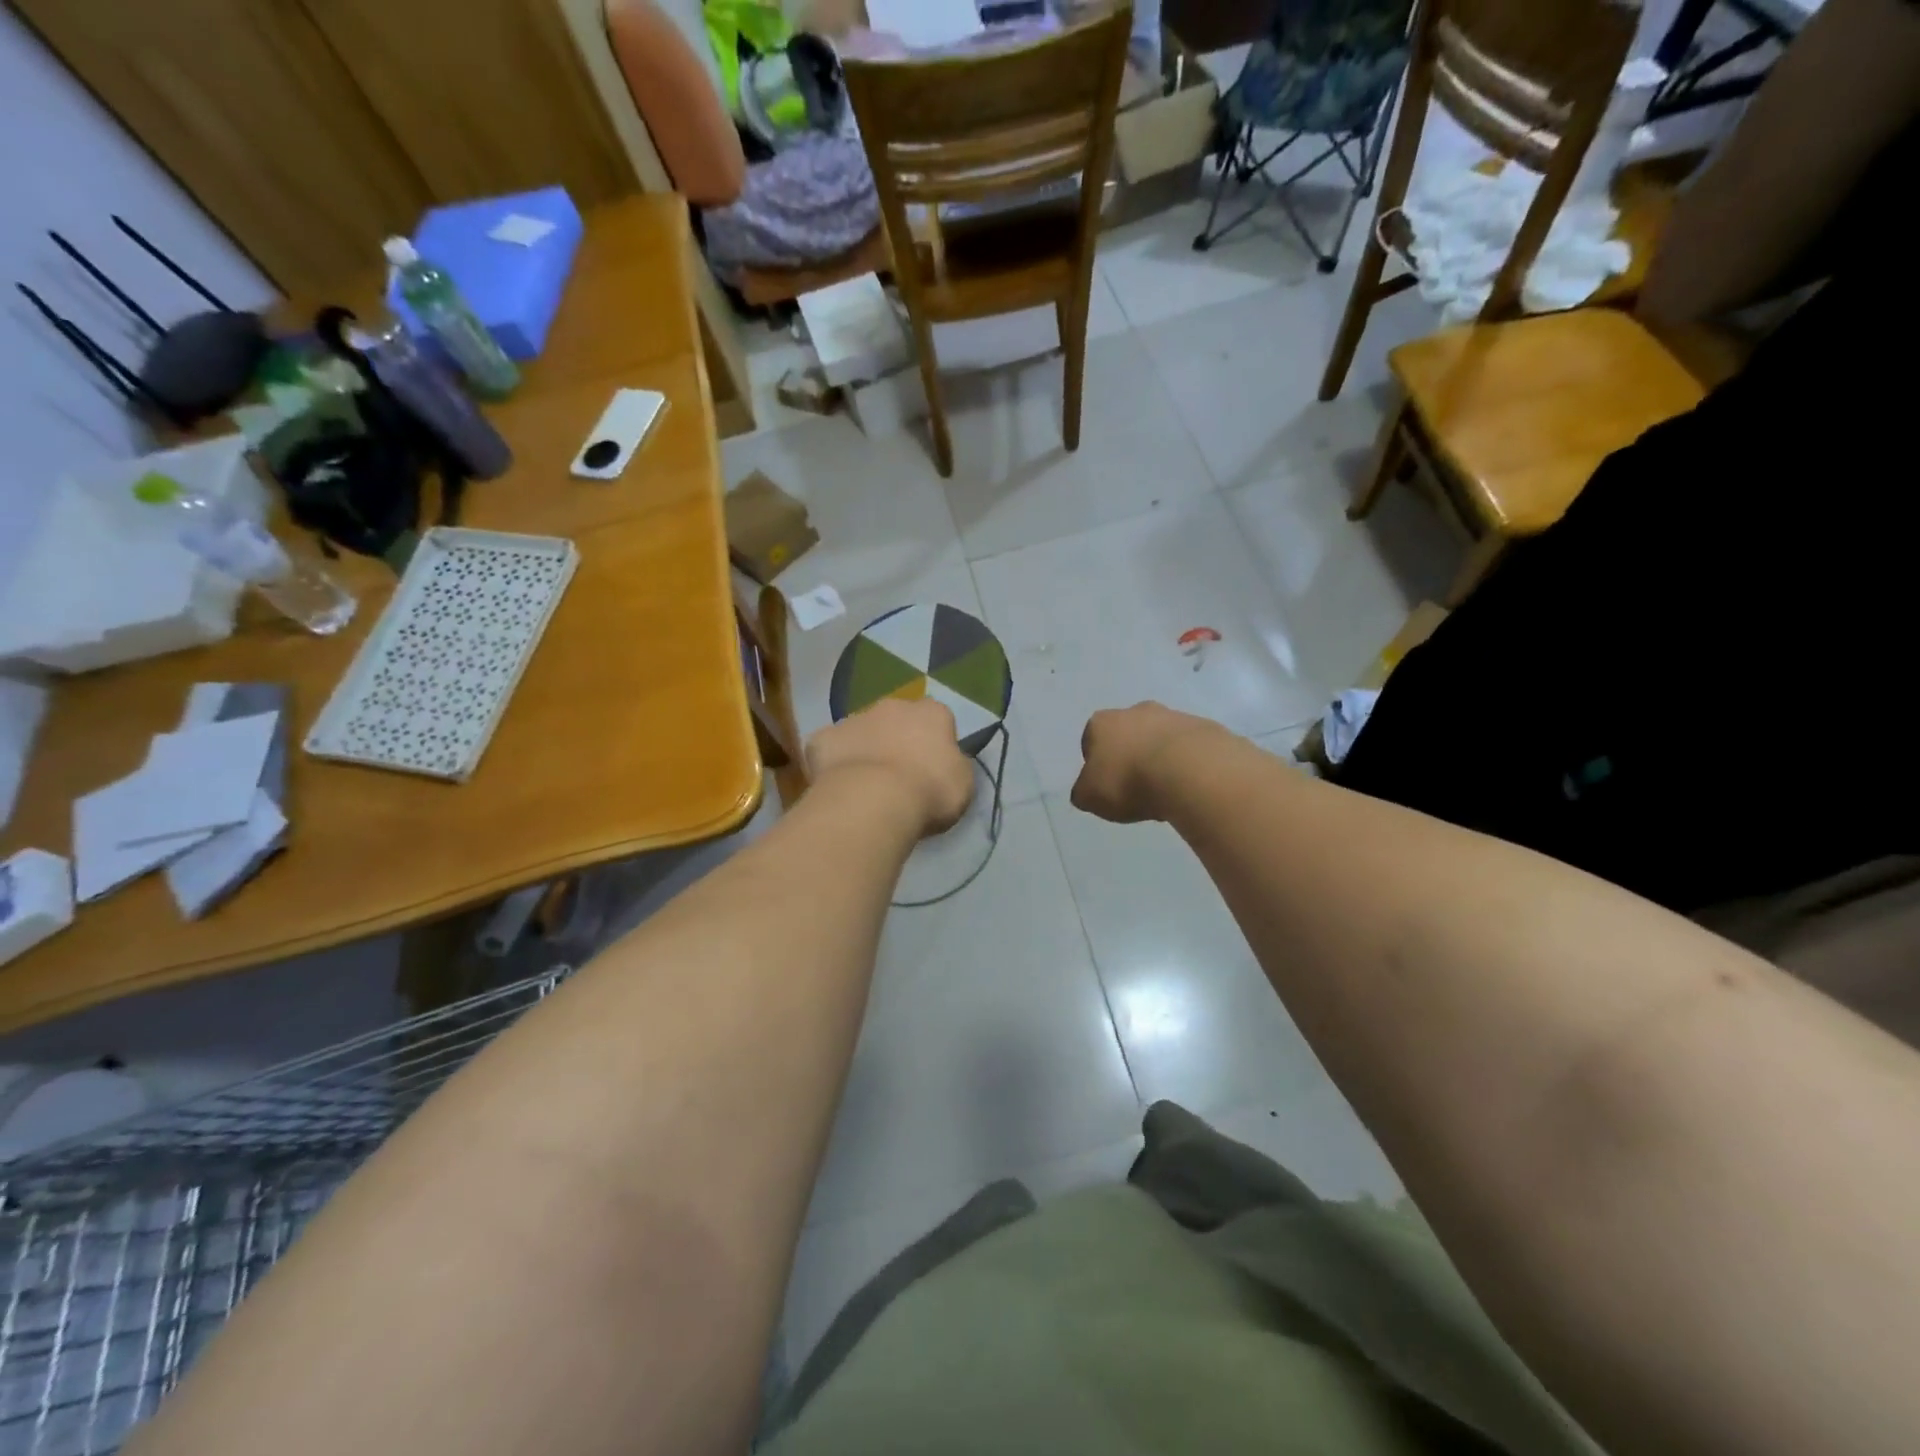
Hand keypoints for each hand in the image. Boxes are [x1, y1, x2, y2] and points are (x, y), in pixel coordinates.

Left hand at [806, 698, 975, 836]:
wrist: (874, 800)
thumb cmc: (929, 791)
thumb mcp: (962, 783)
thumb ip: (954, 764)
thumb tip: (945, 761)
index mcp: (932, 712)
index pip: (937, 719)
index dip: (935, 742)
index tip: (933, 768)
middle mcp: (892, 706)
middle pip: (896, 719)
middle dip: (896, 740)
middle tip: (898, 776)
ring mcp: (853, 719)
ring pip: (861, 732)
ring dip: (865, 750)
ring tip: (866, 786)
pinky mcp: (822, 739)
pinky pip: (831, 750)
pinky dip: (834, 764)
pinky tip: (838, 788)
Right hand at [1071, 703, 1225, 823]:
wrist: (1190, 771)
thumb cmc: (1129, 781)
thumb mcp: (1090, 796)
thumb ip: (1084, 792)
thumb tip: (1087, 790)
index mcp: (1103, 723)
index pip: (1091, 740)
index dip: (1096, 764)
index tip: (1106, 785)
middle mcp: (1136, 711)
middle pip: (1128, 735)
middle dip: (1130, 756)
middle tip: (1136, 787)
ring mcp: (1173, 716)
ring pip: (1160, 739)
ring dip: (1160, 759)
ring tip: (1166, 791)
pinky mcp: (1205, 728)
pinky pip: (1189, 749)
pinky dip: (1187, 764)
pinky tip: (1188, 786)